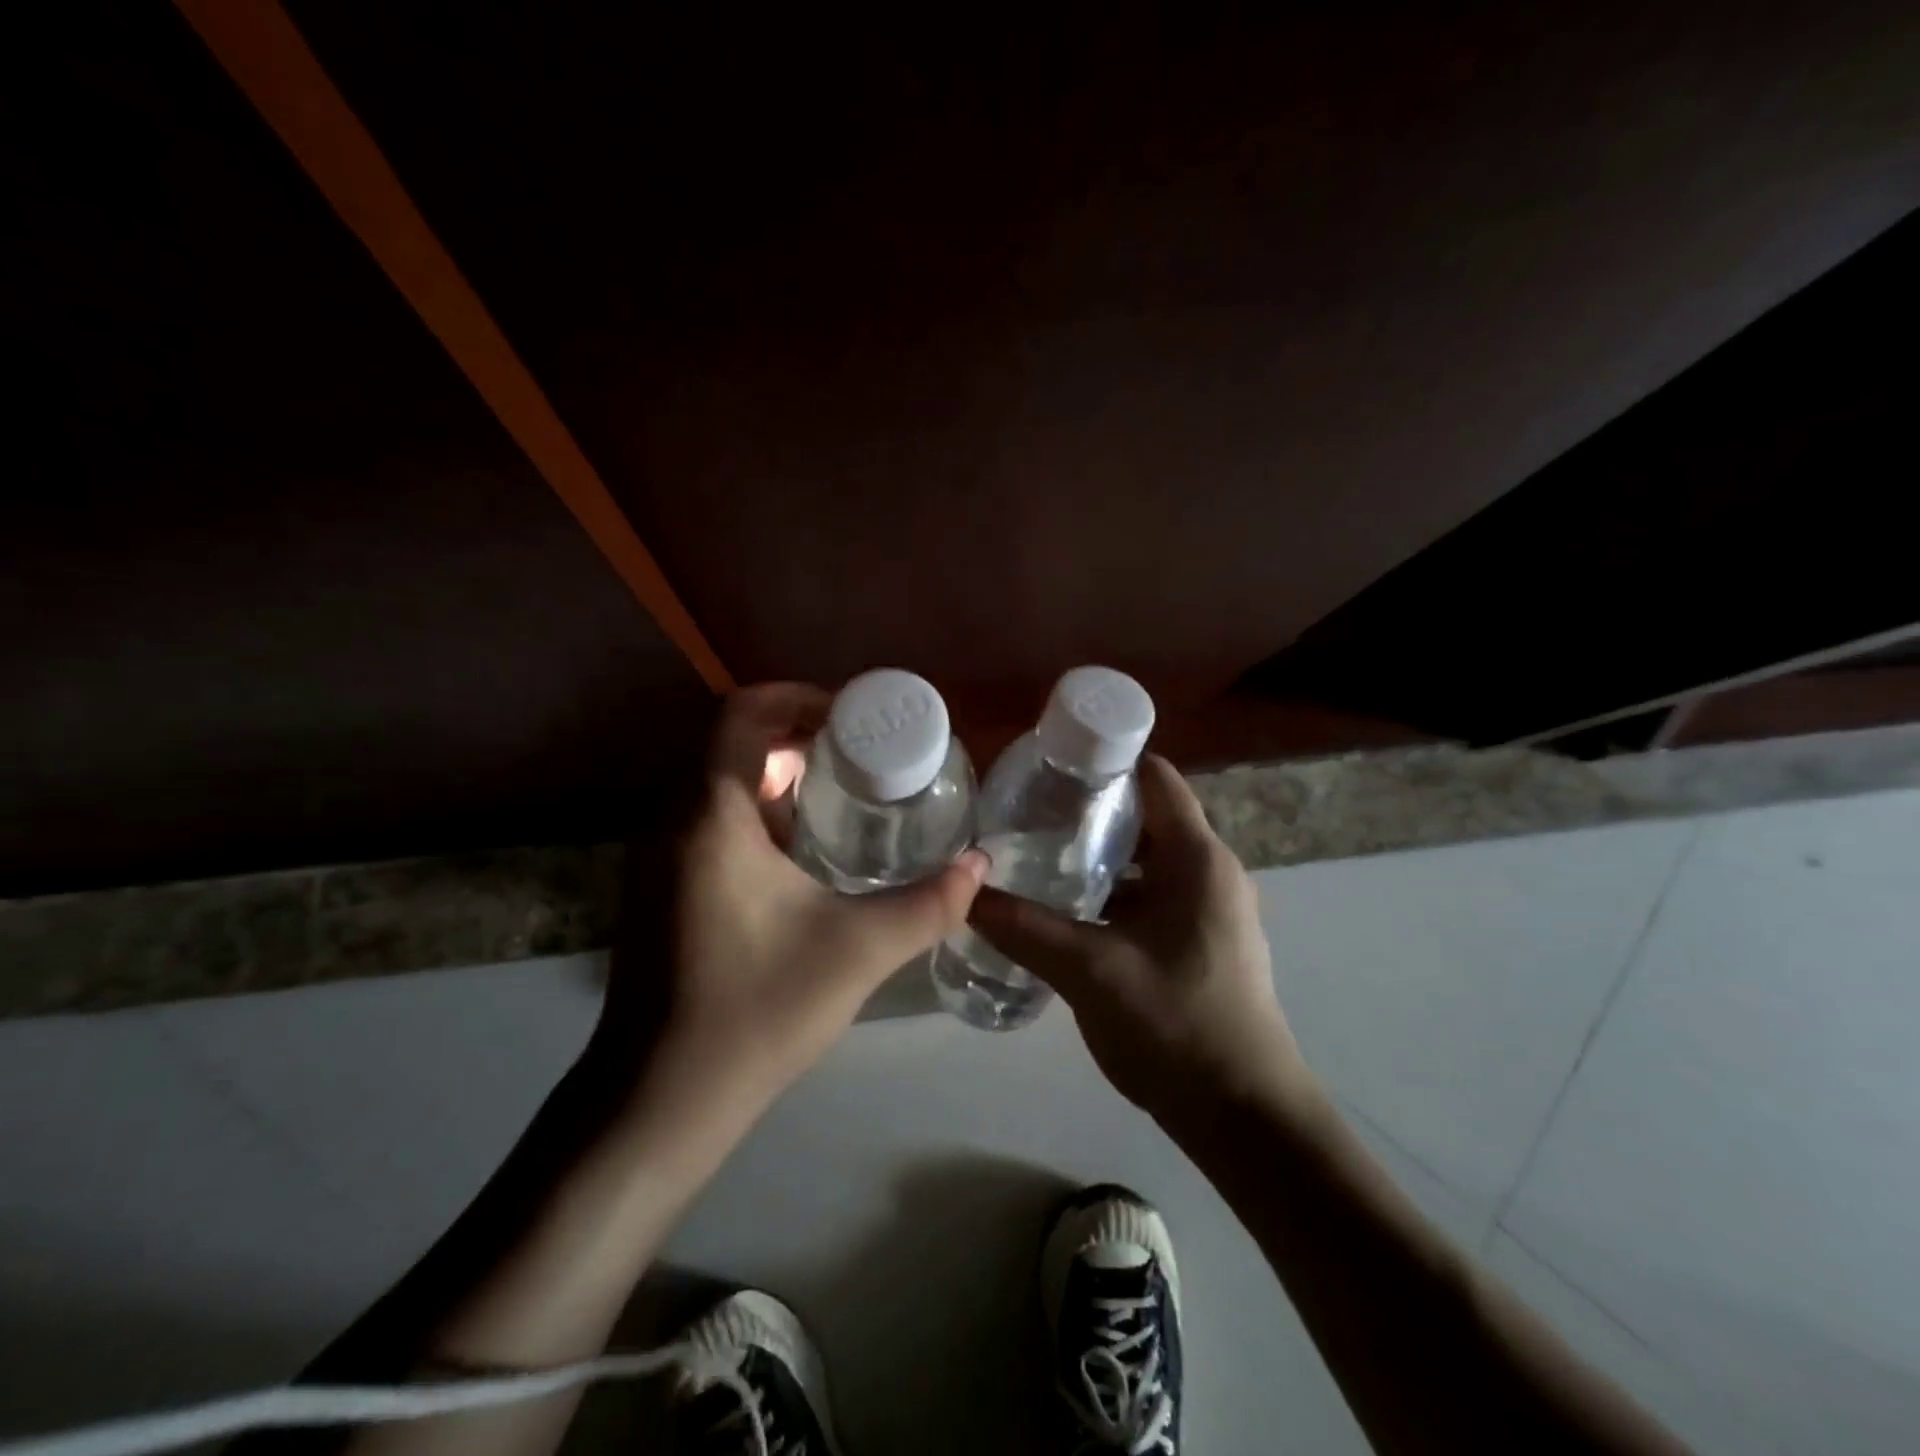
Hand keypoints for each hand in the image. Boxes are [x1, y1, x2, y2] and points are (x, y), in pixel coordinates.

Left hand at [599, 683, 988, 1115]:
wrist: (660, 1100)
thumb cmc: (757, 1011)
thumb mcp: (858, 951)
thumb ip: (929, 904)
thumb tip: (981, 866)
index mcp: (711, 816)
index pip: (741, 713)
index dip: (796, 697)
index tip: (850, 716)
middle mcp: (672, 821)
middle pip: (728, 742)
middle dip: (793, 735)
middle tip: (857, 753)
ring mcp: (655, 856)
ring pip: (715, 782)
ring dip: (772, 775)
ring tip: (839, 795)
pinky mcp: (656, 888)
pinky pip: (704, 819)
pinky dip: (752, 812)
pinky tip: (800, 852)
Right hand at [967, 754, 1309, 1128]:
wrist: (1243, 1116)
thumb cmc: (1175, 1026)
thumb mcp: (1089, 970)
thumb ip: (1024, 928)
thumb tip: (964, 895)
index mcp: (1198, 859)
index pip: (1154, 777)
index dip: (1105, 761)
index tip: (1050, 766)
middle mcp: (1213, 872)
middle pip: (1148, 817)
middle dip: (1092, 812)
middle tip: (1030, 814)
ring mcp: (1214, 910)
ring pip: (1149, 862)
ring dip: (1102, 858)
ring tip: (1042, 859)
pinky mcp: (1206, 943)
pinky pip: (1156, 897)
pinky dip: (1117, 895)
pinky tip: (1073, 915)